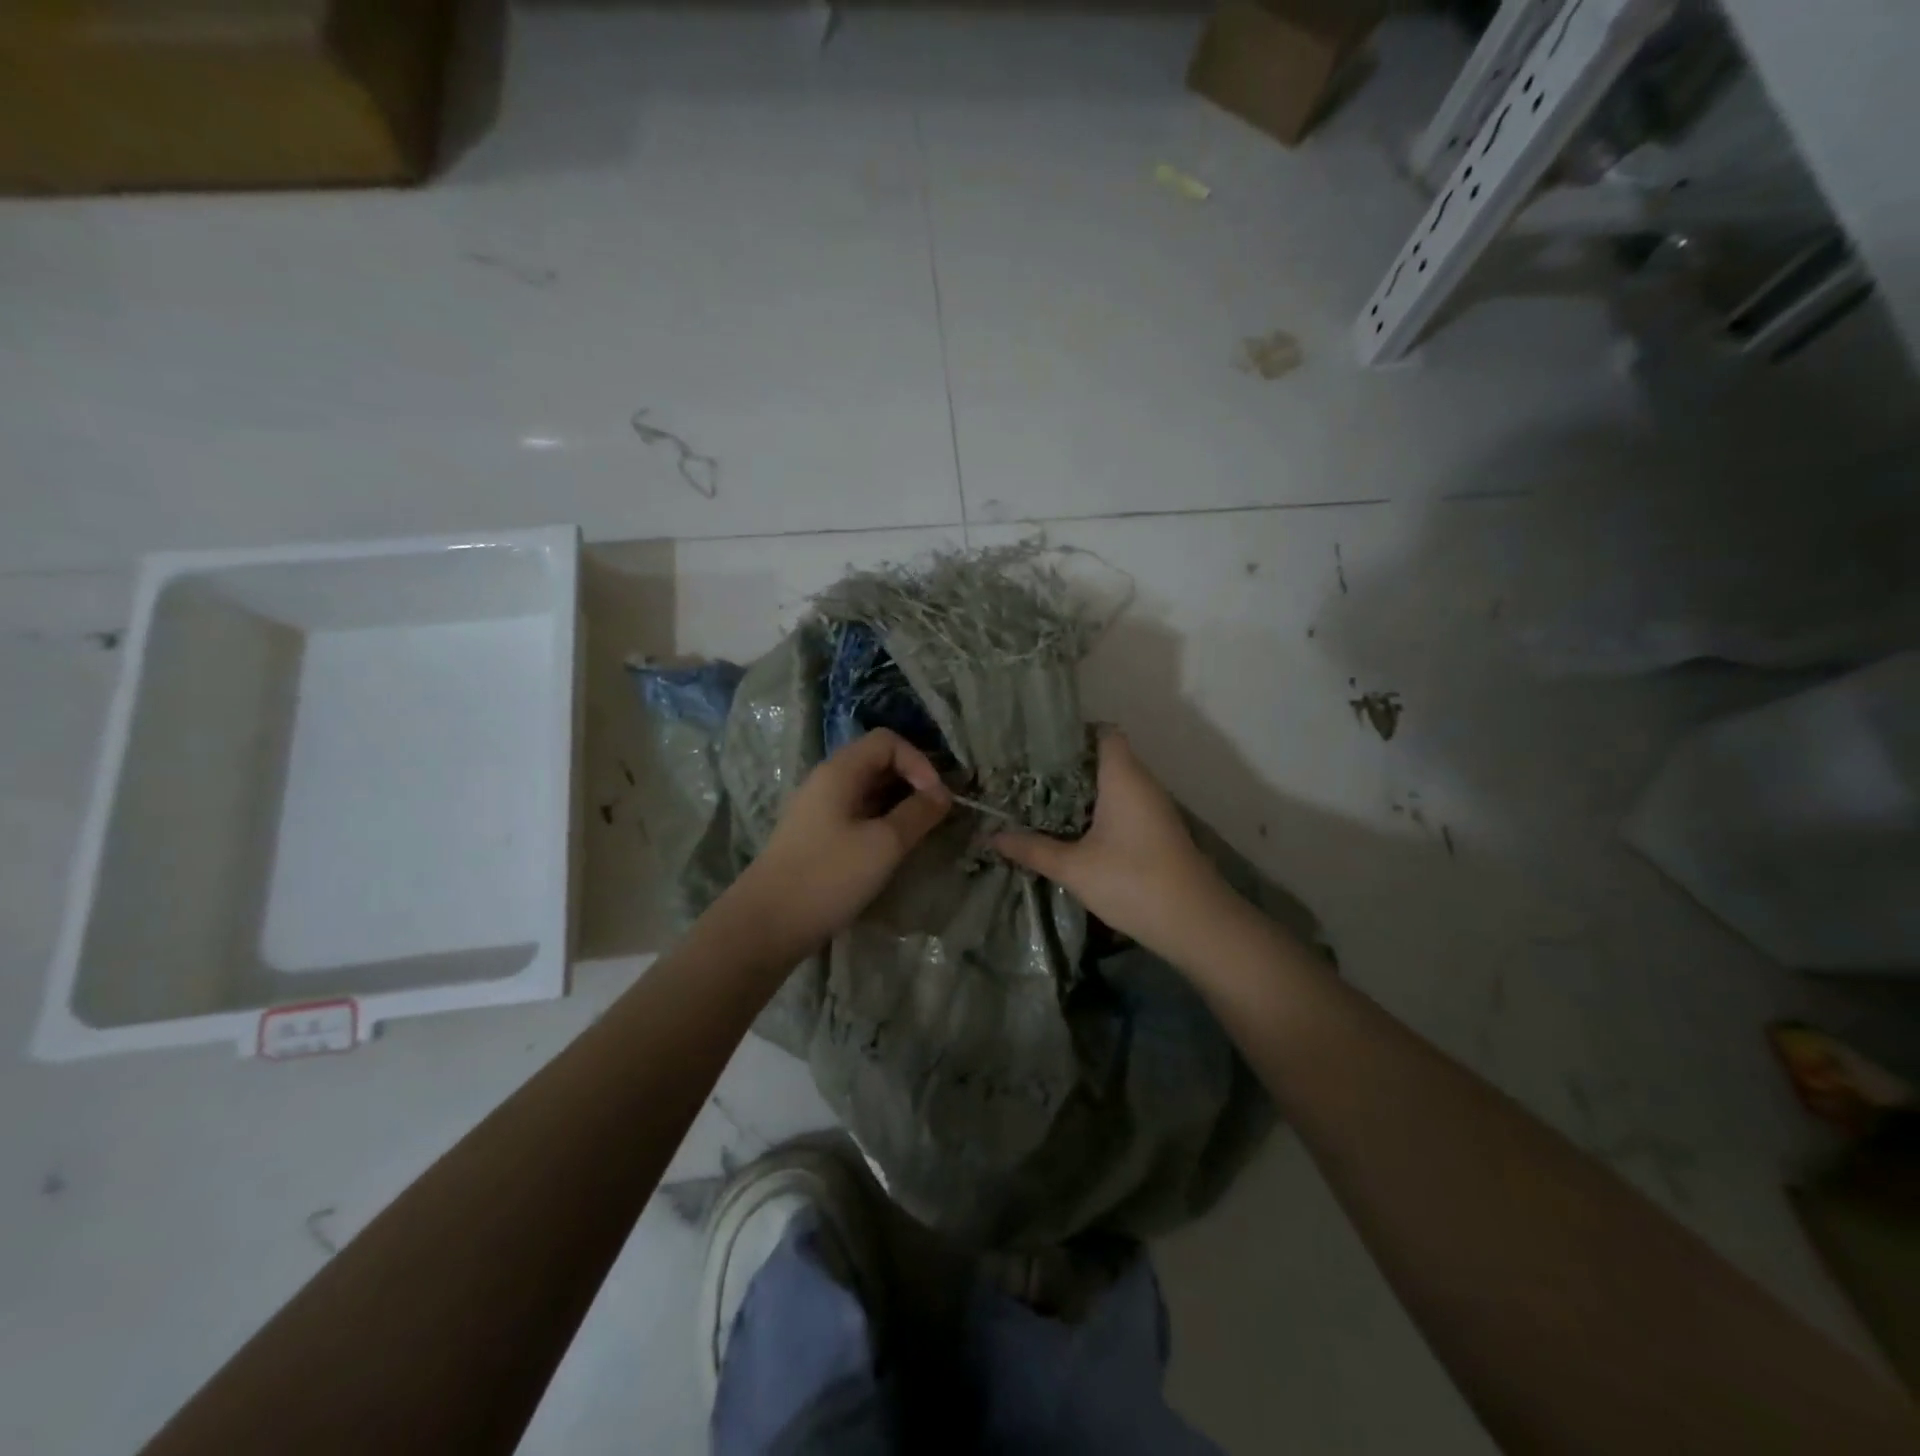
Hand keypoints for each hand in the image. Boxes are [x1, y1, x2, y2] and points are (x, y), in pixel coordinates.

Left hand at [731, 728, 951, 954]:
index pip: (887, 741)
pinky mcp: (816, 835)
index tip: (936, 798)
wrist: (767, 924)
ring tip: (919, 833)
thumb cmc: (828, 877)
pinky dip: (880, 821)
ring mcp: (818, 809)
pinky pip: (856, 813)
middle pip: (877, 762)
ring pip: (867, 790)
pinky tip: (891, 849)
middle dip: (912, 782)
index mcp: (839, 771)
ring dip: (898, 804)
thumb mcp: (884, 844)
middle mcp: (826, 781)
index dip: (918, 762)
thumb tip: (942, 794)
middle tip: (934, 815)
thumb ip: (918, 814)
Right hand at [993, 732, 1238, 962]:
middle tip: (1026, 773)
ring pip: (1115, 784)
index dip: (1073, 732)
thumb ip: (1032, 849)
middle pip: (1106, 757)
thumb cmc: (1133, 881)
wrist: (1195, 923)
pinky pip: (1124, 805)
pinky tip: (1073, 828)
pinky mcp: (1158, 831)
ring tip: (1041, 798)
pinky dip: (1099, 809)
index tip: (1038, 743)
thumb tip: (990, 837)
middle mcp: (1142, 783)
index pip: (1103, 732)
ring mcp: (1154, 808)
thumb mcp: (1074, 867)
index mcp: (1123, 777)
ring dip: (1083, 790)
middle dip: (1068, 764)